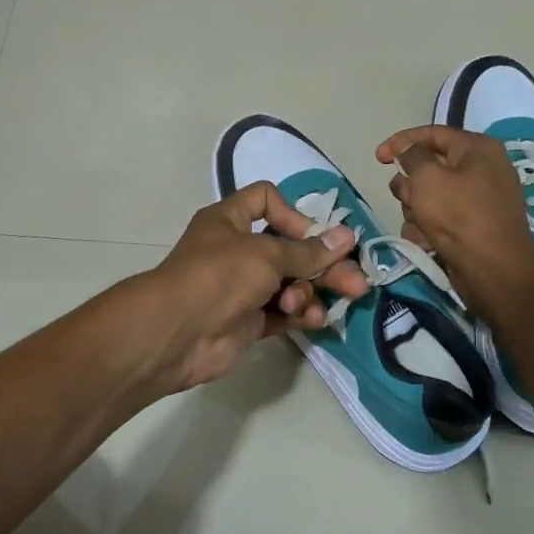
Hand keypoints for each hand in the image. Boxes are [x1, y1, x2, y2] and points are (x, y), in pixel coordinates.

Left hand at [126, 182, 370, 395]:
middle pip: (289, 249)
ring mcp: (242, 287)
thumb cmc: (218, 276)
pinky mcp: (248, 320)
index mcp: (230, 220)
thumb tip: (346, 237)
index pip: (267, 200)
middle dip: (322, 265)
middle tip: (356, 282)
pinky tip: (314, 319)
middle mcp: (237, 250)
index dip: (294, 214)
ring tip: (318, 306)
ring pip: (289, 283)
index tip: (313, 236)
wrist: (177, 333)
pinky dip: (299, 313)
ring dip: (309, 292)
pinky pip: (283, 311)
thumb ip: (308, 251)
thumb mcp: (266, 254)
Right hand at [376, 125, 533, 319]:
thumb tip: (410, 151)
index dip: (400, 141)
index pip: (432, 133)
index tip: (377, 158)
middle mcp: (482, 168)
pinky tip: (426, 241)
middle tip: (405, 198)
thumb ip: (412, 155)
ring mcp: (479, 199)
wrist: (494, 270)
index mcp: (477, 148)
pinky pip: (441, 218)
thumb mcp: (427, 177)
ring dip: (416, 209)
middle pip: (430, 166)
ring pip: (431, 195)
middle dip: (410, 184)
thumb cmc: (459, 216)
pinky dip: (429, 227)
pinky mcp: (474, 225)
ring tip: (419, 226)